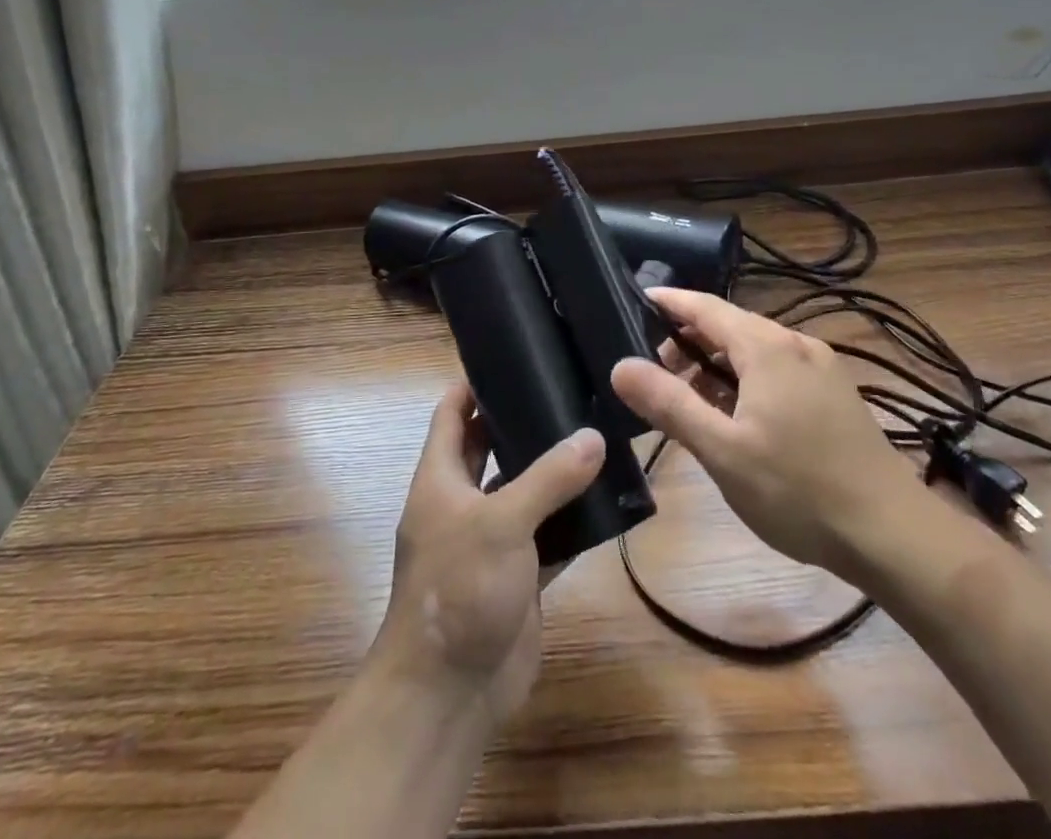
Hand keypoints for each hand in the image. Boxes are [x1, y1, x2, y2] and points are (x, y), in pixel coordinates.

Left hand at [370, 383, 603, 723]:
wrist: (449, 694)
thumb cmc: (458, 589)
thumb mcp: (501, 522)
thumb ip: (549, 478)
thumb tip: (594, 438)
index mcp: (441, 478)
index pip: (451, 413)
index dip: (472, 383)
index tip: (512, 356)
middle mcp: (463, 502)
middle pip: (490, 447)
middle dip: (521, 420)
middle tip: (568, 389)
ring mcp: (492, 541)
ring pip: (525, 491)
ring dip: (554, 470)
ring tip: (597, 433)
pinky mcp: (519, 575)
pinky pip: (549, 535)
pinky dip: (573, 520)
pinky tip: (609, 499)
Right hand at [611, 288, 924, 574]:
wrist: (894, 535)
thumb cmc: (799, 490)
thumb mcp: (723, 451)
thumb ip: (670, 404)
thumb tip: (621, 365)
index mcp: (767, 347)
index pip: (705, 307)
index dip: (669, 301)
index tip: (636, 298)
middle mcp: (795, 344)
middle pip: (730, 326)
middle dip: (688, 341)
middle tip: (654, 373)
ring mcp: (821, 369)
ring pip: (755, 350)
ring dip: (717, 365)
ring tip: (689, 400)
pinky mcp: (835, 394)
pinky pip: (778, 370)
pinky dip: (745, 380)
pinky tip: (736, 416)